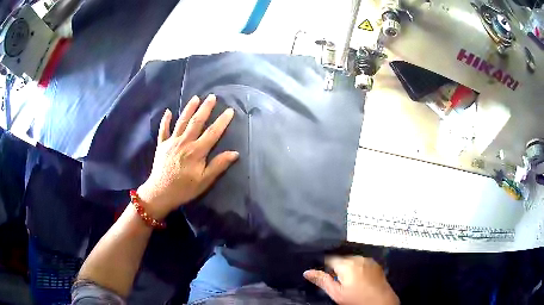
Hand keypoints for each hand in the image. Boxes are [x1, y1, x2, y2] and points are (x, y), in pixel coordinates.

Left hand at [137, 94, 238, 219]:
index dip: (222, 121)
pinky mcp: (161, 145)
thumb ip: (218, 165)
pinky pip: (163, 129)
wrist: (160, 193)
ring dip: (189, 109)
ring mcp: (171, 142)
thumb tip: (234, 153)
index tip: (230, 110)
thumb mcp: (204, 181)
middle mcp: (184, 142)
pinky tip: (168, 111)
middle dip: (205, 108)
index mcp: (196, 151)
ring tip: (195, 97)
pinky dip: (166, 120)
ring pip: (181, 121)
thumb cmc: (184, 189)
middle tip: (212, 96)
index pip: (212, 133)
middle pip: (196, 122)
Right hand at [304, 256, 398, 304]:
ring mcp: (368, 260)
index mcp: (346, 264)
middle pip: (341, 259)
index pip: (329, 259)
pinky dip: (357, 267)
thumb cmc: (356, 299)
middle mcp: (358, 258)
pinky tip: (359, 278)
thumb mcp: (336, 293)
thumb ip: (322, 280)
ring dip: (347, 267)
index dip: (325, 266)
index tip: (324, 274)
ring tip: (348, 280)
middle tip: (336, 280)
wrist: (381, 302)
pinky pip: (362, 262)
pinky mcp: (375, 264)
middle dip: (337, 267)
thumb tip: (307, 272)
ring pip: (352, 260)